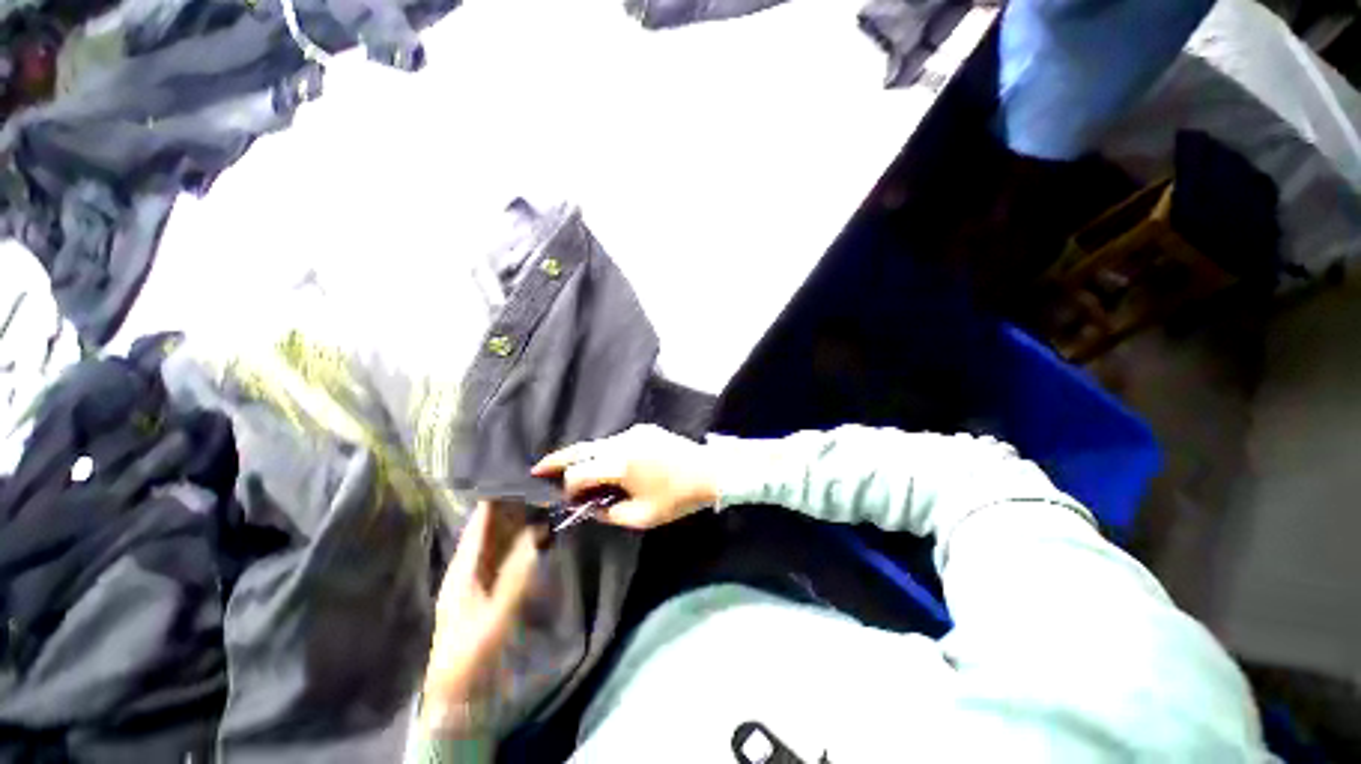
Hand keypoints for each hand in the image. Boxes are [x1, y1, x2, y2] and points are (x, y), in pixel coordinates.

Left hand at [422, 501, 540, 736]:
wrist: (457, 691)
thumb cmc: (471, 651)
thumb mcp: (495, 615)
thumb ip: (516, 574)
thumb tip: (535, 534)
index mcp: (462, 569)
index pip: (478, 526)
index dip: (493, 502)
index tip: (516, 478)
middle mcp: (468, 567)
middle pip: (489, 530)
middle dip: (509, 508)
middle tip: (536, 485)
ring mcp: (478, 578)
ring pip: (497, 542)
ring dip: (515, 523)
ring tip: (539, 501)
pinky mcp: (488, 588)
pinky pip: (504, 557)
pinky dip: (518, 542)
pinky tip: (535, 533)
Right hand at [532, 424, 718, 529]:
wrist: (710, 471)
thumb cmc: (678, 497)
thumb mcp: (643, 516)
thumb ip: (610, 513)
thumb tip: (590, 508)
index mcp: (620, 463)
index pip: (580, 473)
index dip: (570, 488)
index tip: (571, 501)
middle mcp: (622, 441)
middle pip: (582, 449)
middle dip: (558, 460)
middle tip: (538, 468)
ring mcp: (634, 432)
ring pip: (599, 444)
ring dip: (586, 458)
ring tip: (574, 472)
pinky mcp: (644, 429)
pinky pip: (617, 441)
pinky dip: (605, 453)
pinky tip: (608, 466)